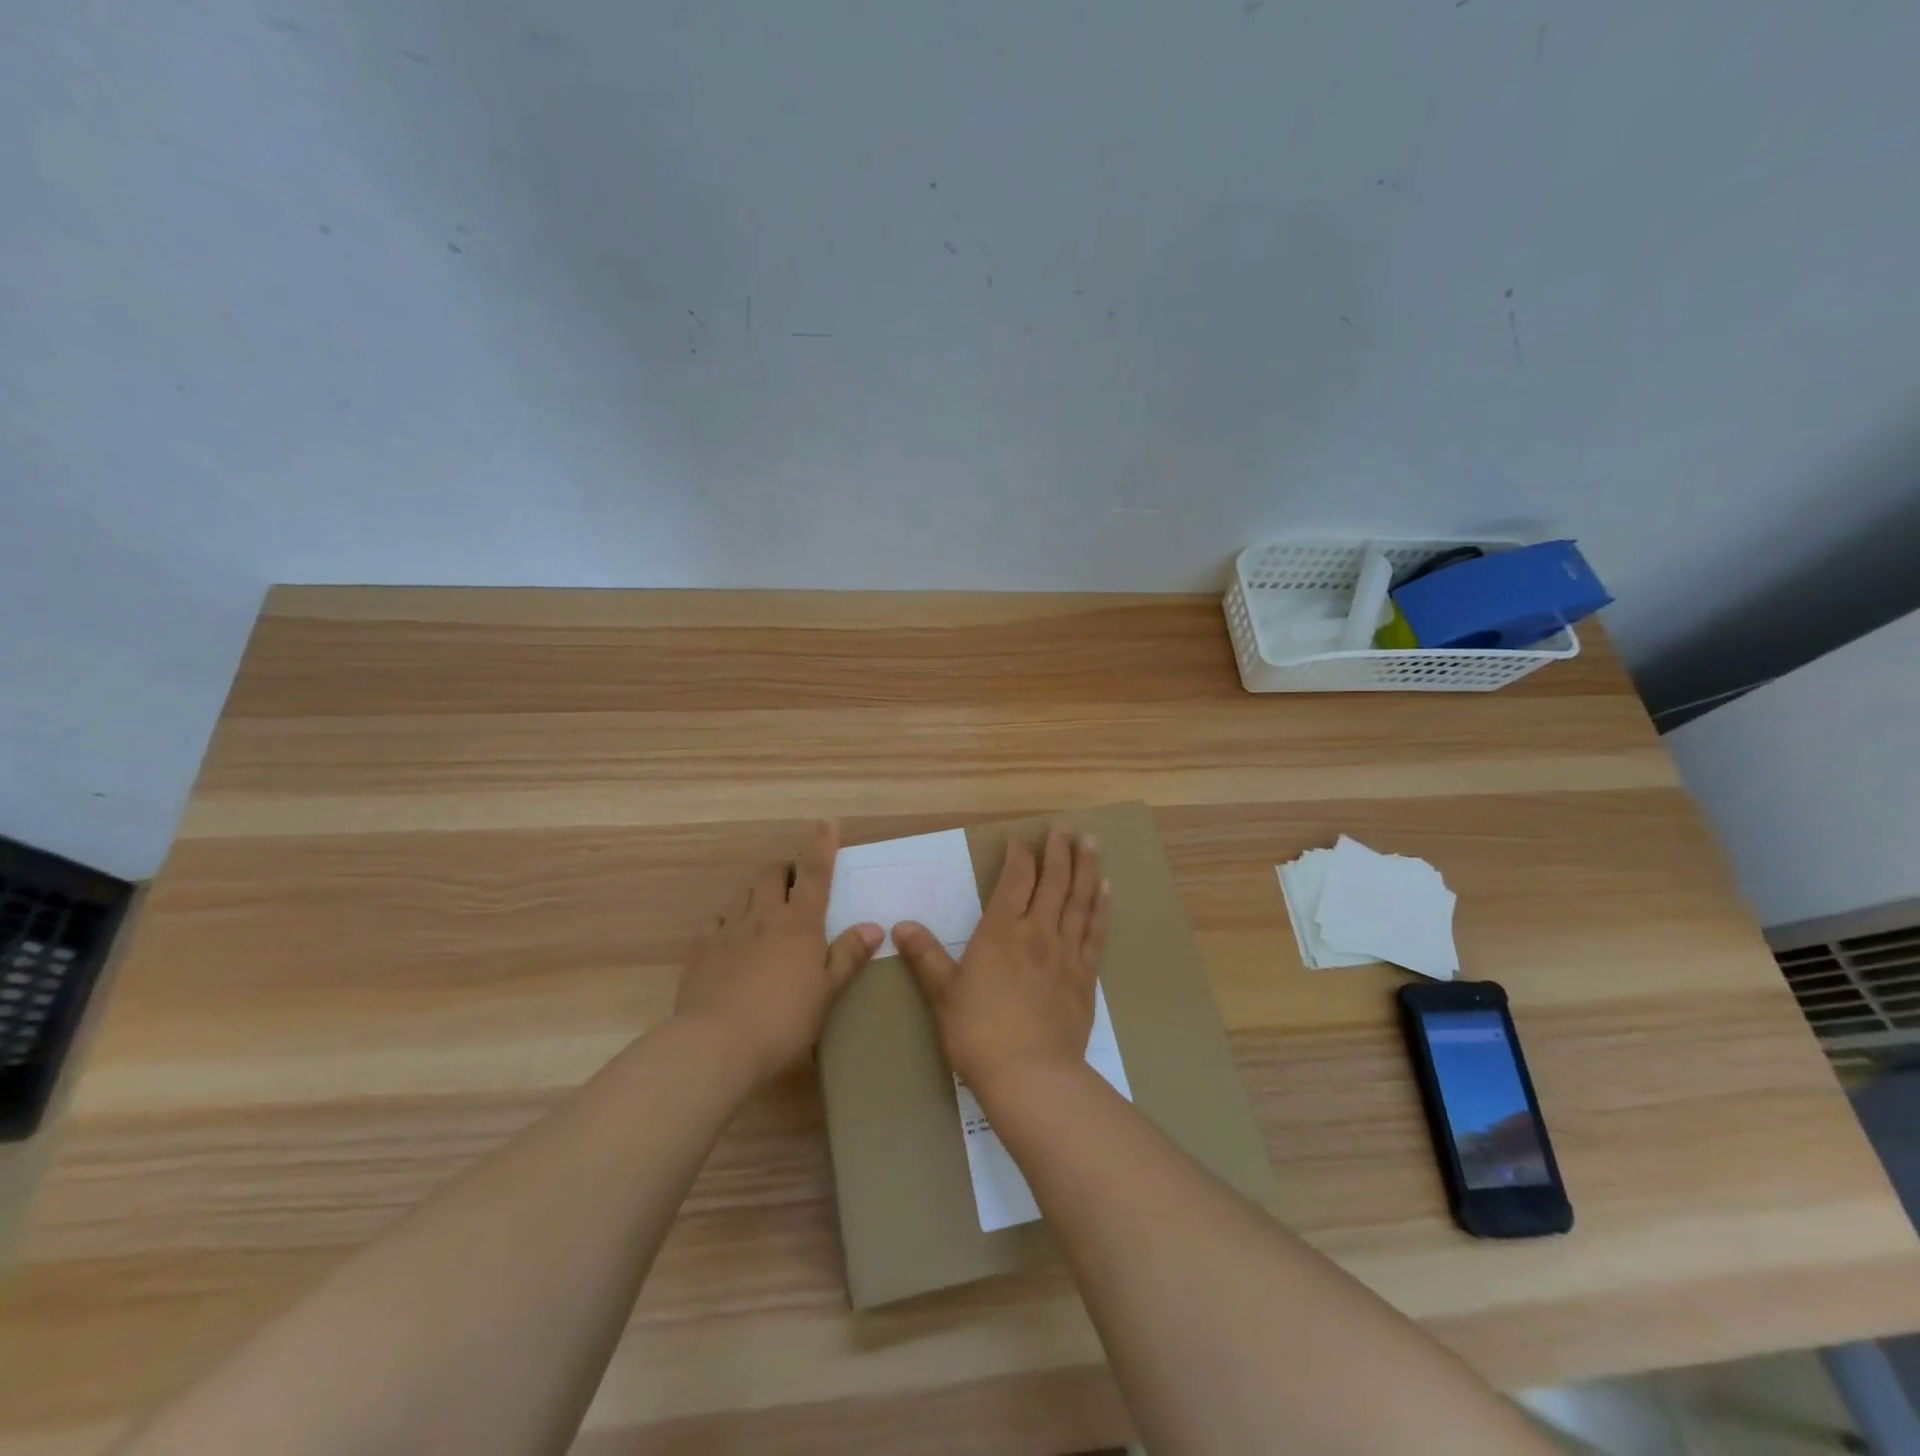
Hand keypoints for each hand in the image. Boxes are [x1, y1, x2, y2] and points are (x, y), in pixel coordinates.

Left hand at [675, 823, 881, 1085]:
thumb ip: (849, 955)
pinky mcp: (701, 950)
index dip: (822, 846)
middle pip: (772, 875)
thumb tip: (873, 926)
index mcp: (798, 922)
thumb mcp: (828, 990)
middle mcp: (763, 915)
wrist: (717, 1045)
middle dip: (786, 869)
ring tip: (768, 903)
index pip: (814, 873)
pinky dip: (730, 918)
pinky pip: (717, 921)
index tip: (827, 825)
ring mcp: (728, 930)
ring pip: (744, 894)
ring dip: (759, 890)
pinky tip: (732, 933)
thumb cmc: (784, 1019)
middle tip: (797, 879)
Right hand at [893, 826, 1109, 1092]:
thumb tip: (900, 925)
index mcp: (1000, 932)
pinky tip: (1106, 891)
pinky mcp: (1086, 977)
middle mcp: (1037, 933)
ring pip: (1079, 900)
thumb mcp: (942, 994)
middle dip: (1058, 853)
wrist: (1030, 1074)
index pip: (1014, 882)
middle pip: (1052, 883)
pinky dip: (1101, 908)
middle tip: (1065, 829)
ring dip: (1086, 869)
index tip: (1021, 840)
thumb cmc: (978, 1033)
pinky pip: (1095, 932)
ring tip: (1092, 843)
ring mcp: (1066, 953)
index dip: (1019, 857)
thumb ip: (925, 956)